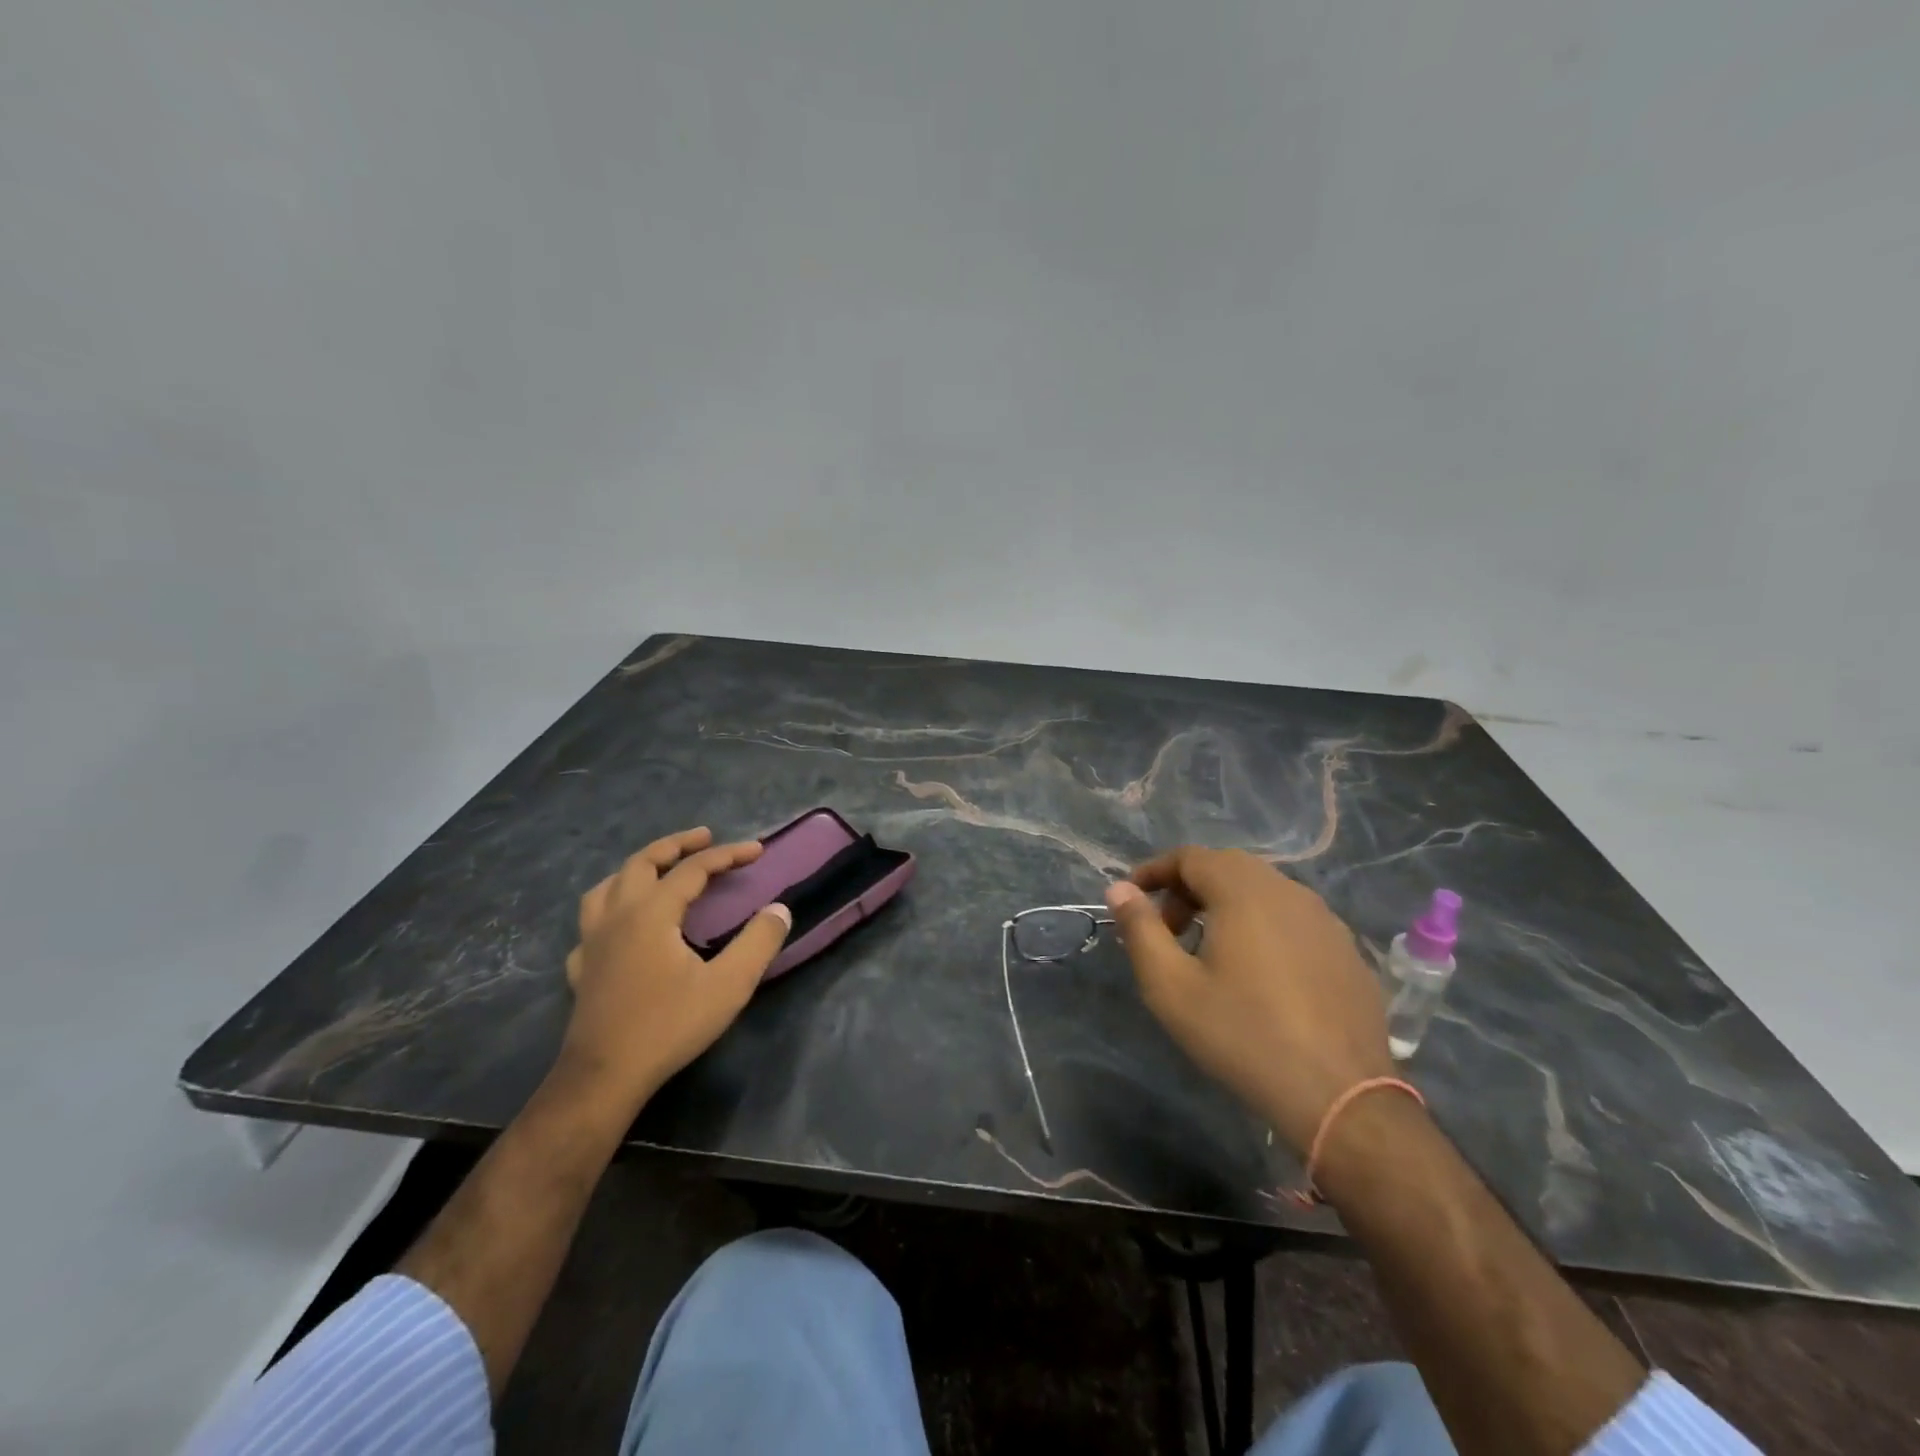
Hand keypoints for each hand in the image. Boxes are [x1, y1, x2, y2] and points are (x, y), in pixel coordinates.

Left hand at [560, 827, 790, 1104]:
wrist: (604, 1077)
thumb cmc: (669, 1026)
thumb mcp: (729, 985)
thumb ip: (758, 942)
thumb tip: (779, 909)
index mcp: (652, 913)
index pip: (693, 869)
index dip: (727, 855)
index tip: (756, 851)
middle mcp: (617, 916)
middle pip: (642, 862)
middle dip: (676, 845)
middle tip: (704, 838)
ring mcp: (592, 941)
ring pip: (608, 886)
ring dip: (637, 869)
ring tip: (659, 870)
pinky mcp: (582, 968)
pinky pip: (591, 923)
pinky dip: (610, 910)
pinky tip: (619, 927)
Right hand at [1106, 847, 1393, 1153]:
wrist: (1341, 1097)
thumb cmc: (1242, 1035)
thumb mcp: (1171, 987)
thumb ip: (1140, 930)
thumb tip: (1119, 889)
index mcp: (1244, 891)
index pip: (1189, 857)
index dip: (1154, 871)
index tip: (1132, 900)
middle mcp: (1288, 891)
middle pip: (1227, 867)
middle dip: (1188, 889)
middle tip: (1167, 930)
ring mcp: (1325, 919)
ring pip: (1264, 891)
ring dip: (1226, 905)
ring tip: (1209, 952)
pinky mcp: (1347, 950)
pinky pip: (1293, 918)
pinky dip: (1263, 926)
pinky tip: (1259, 974)